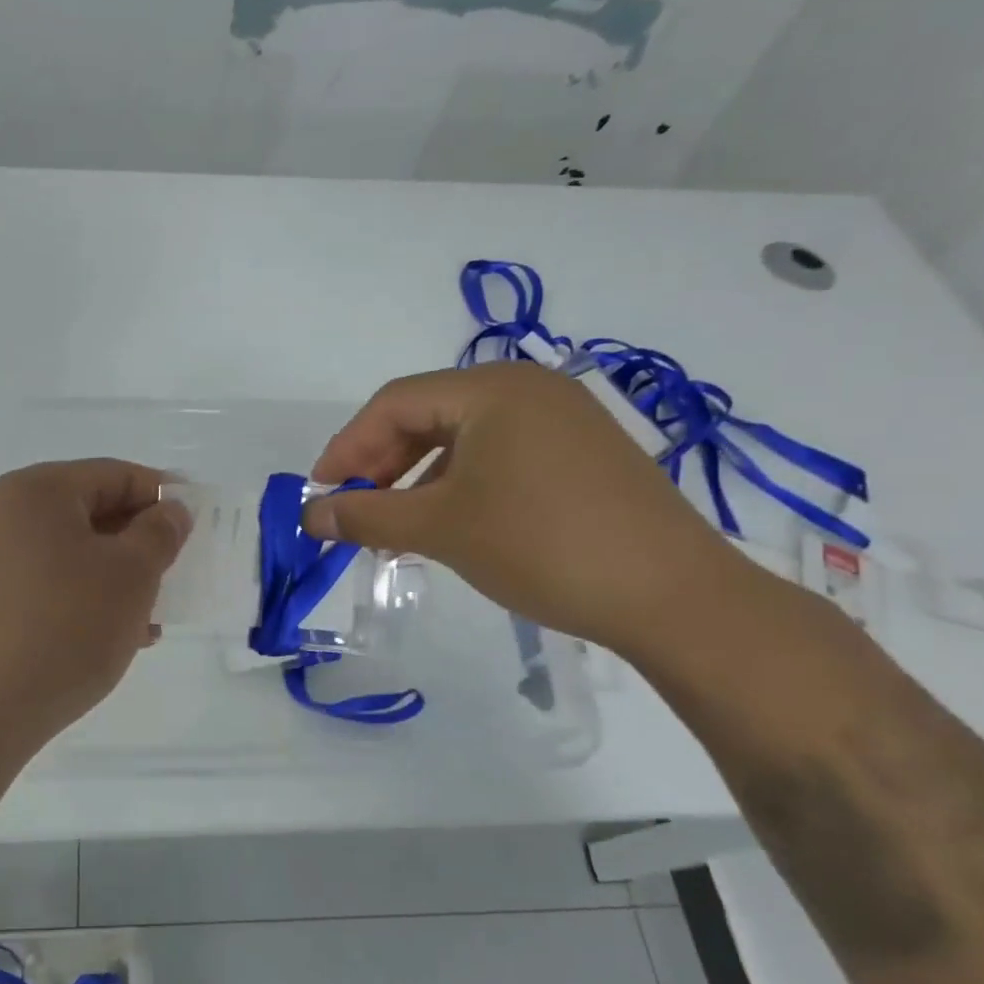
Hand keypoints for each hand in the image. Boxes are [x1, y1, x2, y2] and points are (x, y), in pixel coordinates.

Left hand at [0, 459, 190, 744]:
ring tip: (151, 618)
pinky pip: (49, 588)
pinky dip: (85, 602)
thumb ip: (160, 534)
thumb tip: (169, 511)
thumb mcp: (130, 575)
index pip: (116, 474)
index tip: (199, 526)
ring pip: (73, 556)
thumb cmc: (61, 628)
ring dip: (117, 579)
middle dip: (141, 543)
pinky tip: (112, 640)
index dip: (163, 495)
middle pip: (92, 513)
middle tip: (177, 575)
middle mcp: (6, 515)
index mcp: (39, 490)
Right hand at [301, 363, 760, 658]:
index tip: (321, 493)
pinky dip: (460, 486)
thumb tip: (309, 518)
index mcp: (492, 387)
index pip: (393, 403)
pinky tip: (448, 524)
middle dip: (381, 465)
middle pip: (427, 416)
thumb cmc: (541, 545)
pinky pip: (498, 456)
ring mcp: (561, 419)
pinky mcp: (581, 454)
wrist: (673, 596)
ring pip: (462, 439)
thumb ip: (365, 516)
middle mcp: (528, 388)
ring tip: (396, 526)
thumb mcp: (440, 528)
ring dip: (417, 479)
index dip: (347, 447)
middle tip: (355, 511)